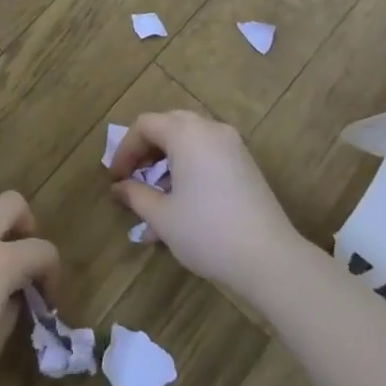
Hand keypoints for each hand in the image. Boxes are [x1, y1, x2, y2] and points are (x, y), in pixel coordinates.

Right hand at [109, 111, 299, 294]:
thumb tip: (119, 187)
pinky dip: (189, 169)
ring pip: (190, 142)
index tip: (115, 178)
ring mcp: (233, 146)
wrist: (270, 260)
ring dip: (167, 164)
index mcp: (187, 133)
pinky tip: (182, 204)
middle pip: (169, 126)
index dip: (124, 149)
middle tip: (133, 178)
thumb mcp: (162, 216)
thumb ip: (135, 195)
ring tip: (155, 200)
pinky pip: (209, 155)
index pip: (145, 125)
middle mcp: (211, 129)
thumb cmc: (207, 232)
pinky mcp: (247, 165)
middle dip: (146, 152)